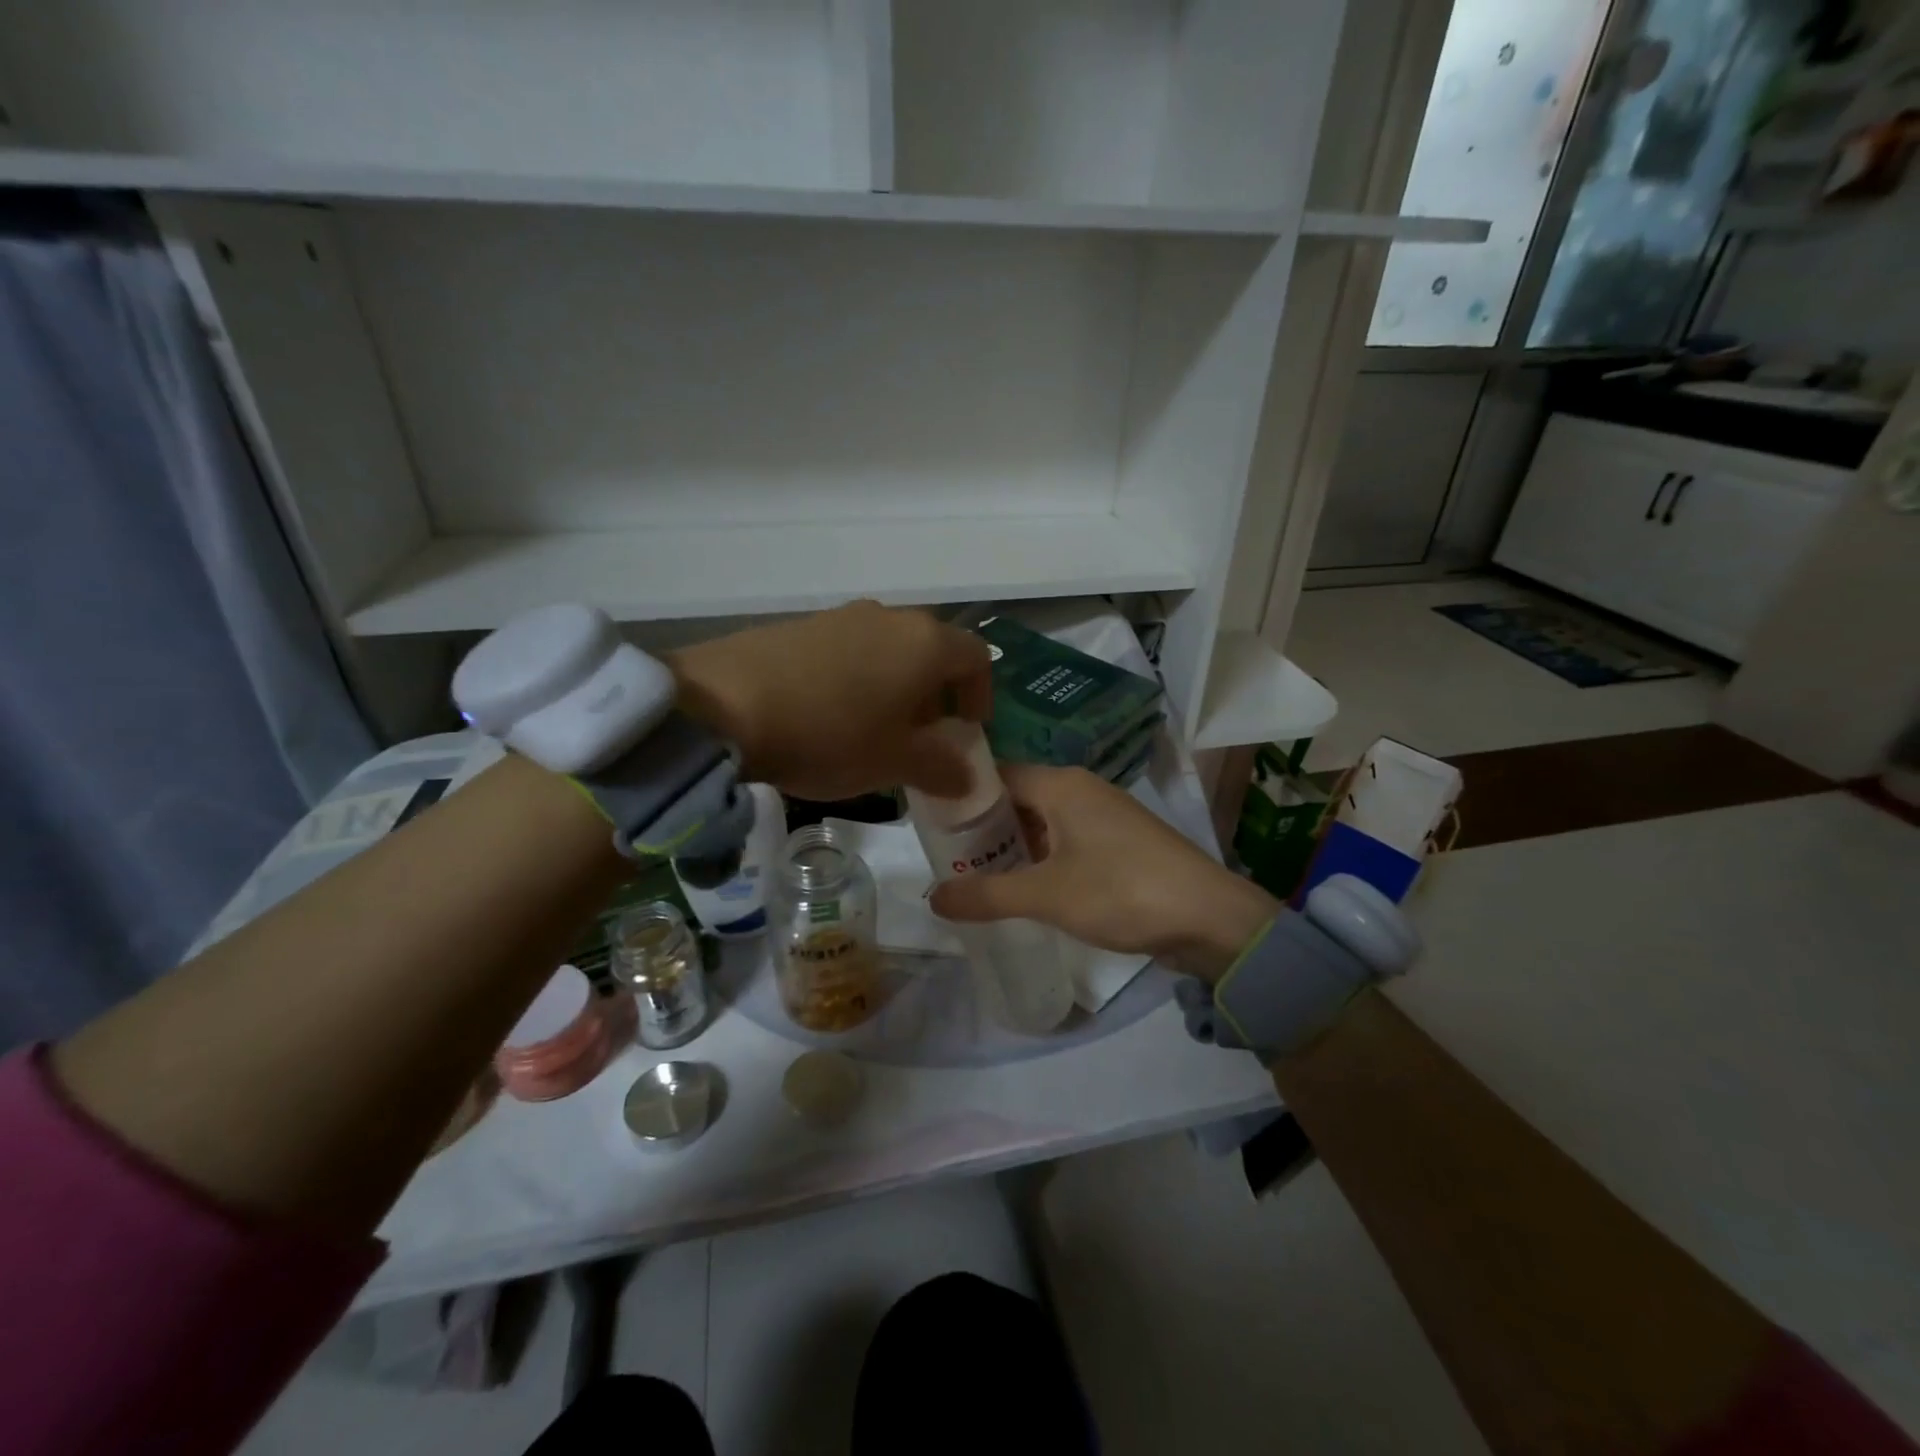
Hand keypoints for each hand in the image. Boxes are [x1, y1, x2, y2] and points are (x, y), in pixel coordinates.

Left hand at [670, 600, 991, 801]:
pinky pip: (848, 649)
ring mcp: (842, 616)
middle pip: (932, 651)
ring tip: (873, 729)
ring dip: (895, 686)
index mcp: (925, 644)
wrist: (724, 705)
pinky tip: (828, 714)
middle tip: (920, 737)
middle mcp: (890, 618)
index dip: (980, 695)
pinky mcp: (802, 625)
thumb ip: (941, 768)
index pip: (977, 657)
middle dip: (935, 695)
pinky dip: (856, 678)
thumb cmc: (830, 734)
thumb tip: (967, 777)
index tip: (965, 731)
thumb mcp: (893, 763)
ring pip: (889, 649)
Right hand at [927, 765, 1278, 980]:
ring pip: (1041, 822)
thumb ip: (986, 895)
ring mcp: (1103, 816)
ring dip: (1012, 846)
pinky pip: (1064, 841)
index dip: (962, 796)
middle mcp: (1080, 790)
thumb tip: (932, 899)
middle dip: (984, 827)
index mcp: (1061, 784)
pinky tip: (1022, 886)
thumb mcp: (1046, 895)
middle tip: (947, 859)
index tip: (931, 824)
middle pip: (1017, 798)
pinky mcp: (1118, 843)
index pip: (996, 774)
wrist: (1209, 919)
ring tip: (975, 876)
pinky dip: (1040, 858)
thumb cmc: (1121, 892)